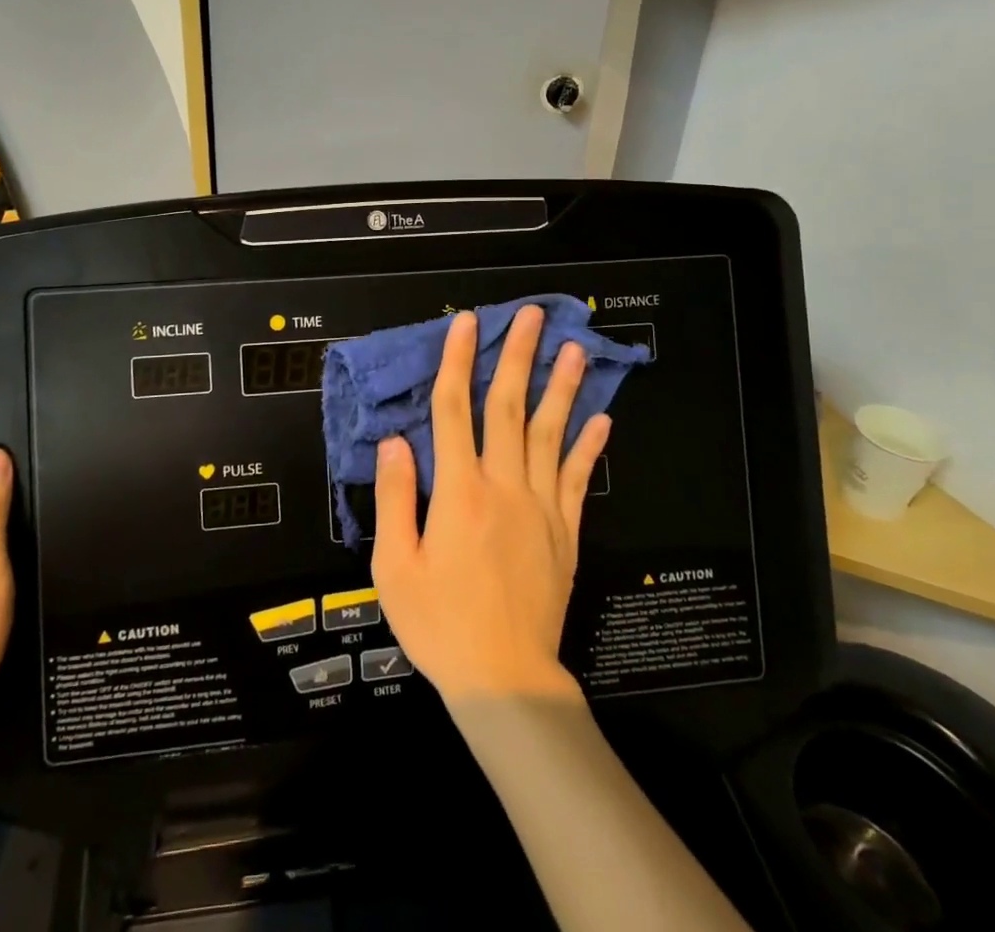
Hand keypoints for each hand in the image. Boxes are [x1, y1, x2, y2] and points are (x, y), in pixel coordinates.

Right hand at [371, 307, 608, 702]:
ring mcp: (541, 507)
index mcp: (458, 492)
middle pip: (509, 408)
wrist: (503, 679)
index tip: (466, 322)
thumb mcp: (393, 567)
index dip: (458, 361)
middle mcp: (503, 487)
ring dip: (562, 388)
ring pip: (552, 434)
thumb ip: (394, 497)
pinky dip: (590, 446)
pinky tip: (601, 418)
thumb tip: (395, 440)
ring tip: (574, 348)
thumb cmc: (438, 623)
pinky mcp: (565, 532)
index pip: (454, 409)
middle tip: (532, 315)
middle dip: (518, 357)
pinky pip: (579, 479)